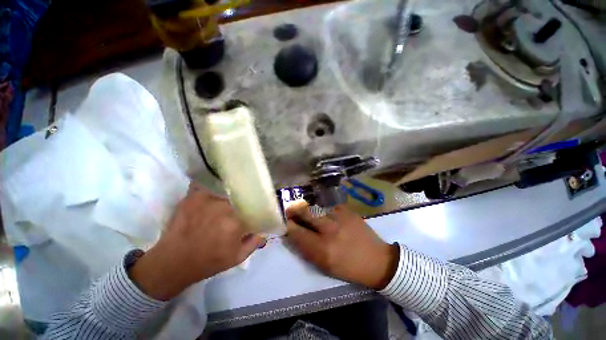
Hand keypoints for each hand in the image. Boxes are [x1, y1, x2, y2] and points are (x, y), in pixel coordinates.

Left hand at [130, 183, 265, 300]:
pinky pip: (206, 183)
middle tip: (246, 195)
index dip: (257, 202)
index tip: (258, 203)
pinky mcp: (193, 197)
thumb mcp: (238, 257)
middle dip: (245, 194)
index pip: (254, 204)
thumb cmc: (208, 262)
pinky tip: (216, 184)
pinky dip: (212, 183)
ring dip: (231, 187)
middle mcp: (223, 207)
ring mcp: (206, 200)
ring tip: (234, 187)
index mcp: (236, 222)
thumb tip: (266, 228)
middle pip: (241, 193)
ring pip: (226, 186)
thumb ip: (255, 241)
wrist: (173, 263)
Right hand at [285, 201, 398, 289]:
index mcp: (322, 249)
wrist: (377, 260)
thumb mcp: (325, 266)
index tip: (285, 221)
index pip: (297, 233)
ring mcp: (340, 218)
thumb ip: (308, 249)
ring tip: (316, 217)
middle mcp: (329, 230)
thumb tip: (295, 234)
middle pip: (305, 213)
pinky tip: (334, 218)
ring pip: (318, 209)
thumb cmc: (348, 267)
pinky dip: (329, 212)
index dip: (289, 225)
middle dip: (295, 210)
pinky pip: (332, 208)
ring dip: (313, 213)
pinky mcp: (349, 211)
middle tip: (290, 209)